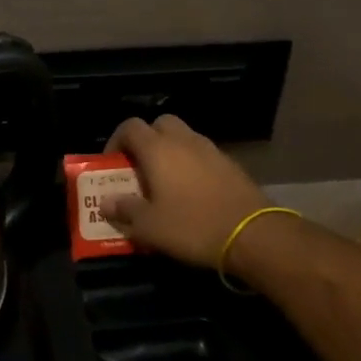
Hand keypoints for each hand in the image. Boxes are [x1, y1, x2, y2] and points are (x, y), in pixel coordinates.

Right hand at [99, 115, 270, 268]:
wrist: (255, 235)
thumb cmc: (193, 226)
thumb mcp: (149, 227)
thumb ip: (124, 211)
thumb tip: (106, 202)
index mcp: (158, 149)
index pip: (130, 127)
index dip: (116, 141)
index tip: (111, 163)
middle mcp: (184, 141)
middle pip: (160, 124)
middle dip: (146, 140)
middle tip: (139, 167)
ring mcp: (211, 151)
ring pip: (184, 138)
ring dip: (170, 152)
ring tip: (165, 182)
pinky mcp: (231, 165)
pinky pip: (203, 155)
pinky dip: (192, 165)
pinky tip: (192, 192)